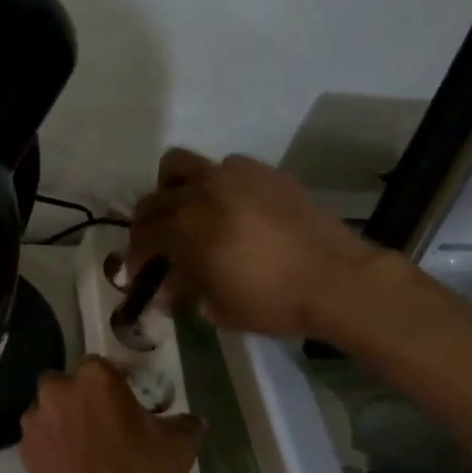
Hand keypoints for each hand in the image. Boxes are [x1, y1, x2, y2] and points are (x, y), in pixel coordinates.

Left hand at [20, 357, 202, 472]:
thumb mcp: (179, 447)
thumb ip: (186, 424)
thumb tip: (192, 420)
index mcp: (95, 378)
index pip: (102, 366)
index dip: (114, 384)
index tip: (127, 404)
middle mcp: (58, 391)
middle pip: (67, 385)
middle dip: (81, 398)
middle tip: (104, 425)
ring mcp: (36, 422)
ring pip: (48, 411)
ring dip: (62, 421)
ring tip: (85, 450)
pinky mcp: (24, 452)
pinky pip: (40, 440)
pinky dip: (52, 448)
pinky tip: (71, 469)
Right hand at [129, 148, 384, 338]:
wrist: (337, 280)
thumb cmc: (272, 301)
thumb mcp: (218, 307)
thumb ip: (184, 292)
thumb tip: (163, 290)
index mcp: (186, 227)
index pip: (143, 237)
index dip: (134, 259)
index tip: (137, 275)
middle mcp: (202, 192)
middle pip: (152, 200)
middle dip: (145, 226)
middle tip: (154, 248)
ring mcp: (233, 175)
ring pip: (180, 165)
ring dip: (171, 190)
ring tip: (182, 213)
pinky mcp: (263, 172)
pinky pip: (222, 168)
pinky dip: (213, 186)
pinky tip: (228, 210)